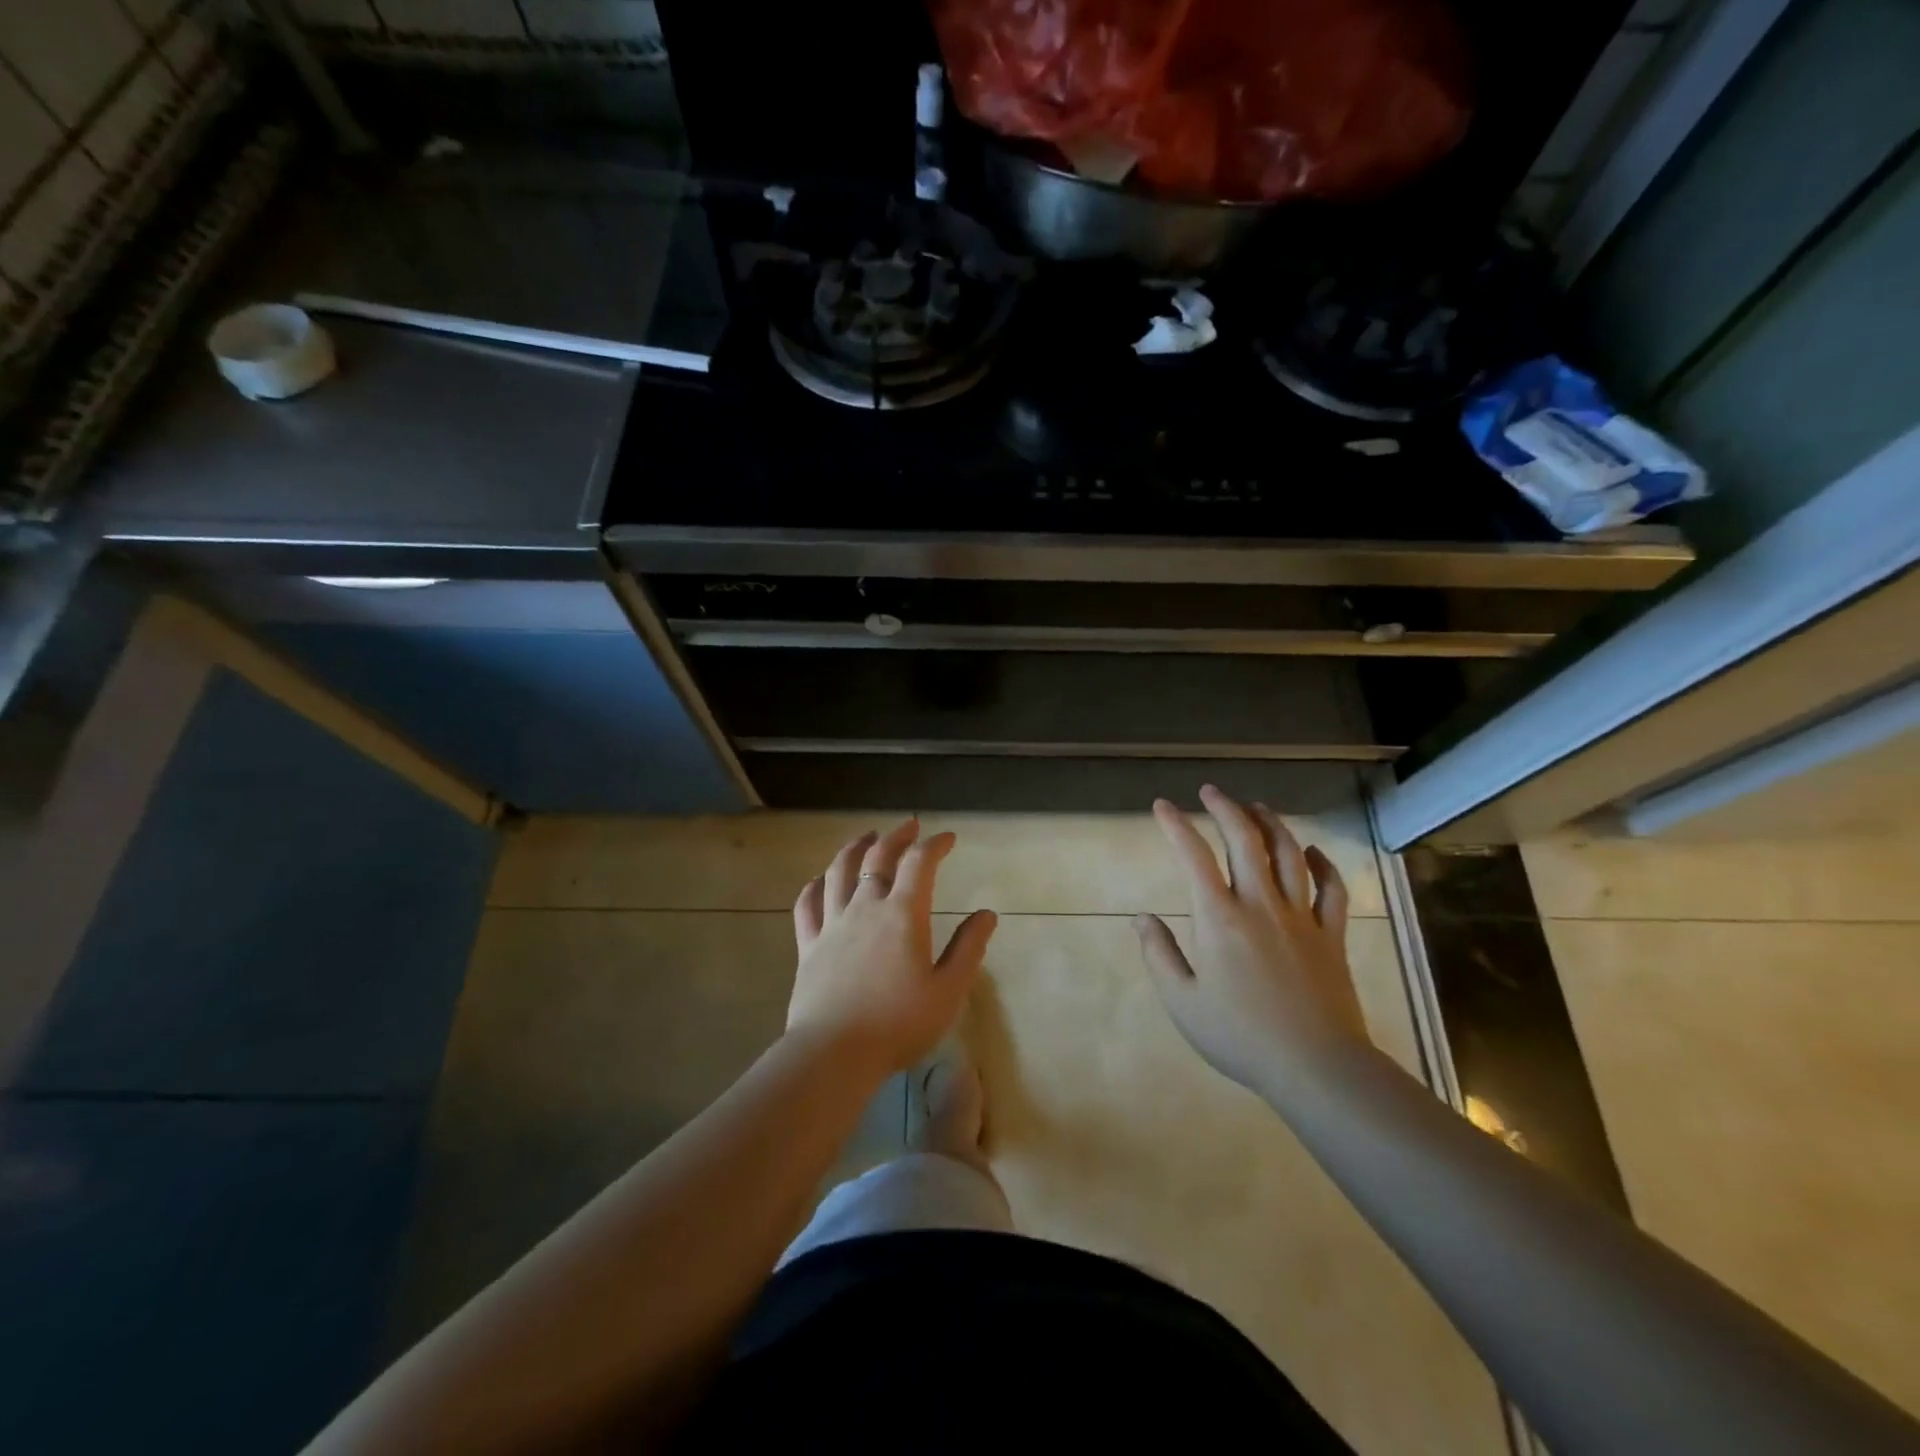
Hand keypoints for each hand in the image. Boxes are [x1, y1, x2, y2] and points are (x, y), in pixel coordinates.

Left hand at [787, 819, 997, 1078]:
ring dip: (854, 848)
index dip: (935, 844)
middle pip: (877, 857)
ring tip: (866, 838)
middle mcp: (865, 908)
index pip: (920, 863)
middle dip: (896, 837)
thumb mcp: (948, 990)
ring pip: (838, 872)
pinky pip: (807, 905)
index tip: (947, 839)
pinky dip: (814, 886)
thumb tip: (987, 914)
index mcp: (903, 914)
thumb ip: (968, 948)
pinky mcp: (808, 945)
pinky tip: (819, 881)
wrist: (835, 1054)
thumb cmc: (899, 1024)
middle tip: (909, 826)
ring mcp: (832, 924)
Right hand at [1135, 785, 1366, 1093]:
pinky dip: (1322, 863)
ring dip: (1271, 824)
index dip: (1175, 825)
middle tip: (1211, 792)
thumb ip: (1159, 954)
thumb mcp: (1182, 1001)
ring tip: (1256, 807)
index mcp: (1220, 918)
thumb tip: (1142, 918)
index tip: (1162, 806)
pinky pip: (1332, 889)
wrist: (1316, 1067)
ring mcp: (1301, 917)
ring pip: (1289, 854)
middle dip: (1225, 809)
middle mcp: (1261, 905)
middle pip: (1245, 841)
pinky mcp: (1331, 935)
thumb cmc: (1240, 1036)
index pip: (1193, 856)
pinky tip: (1312, 852)